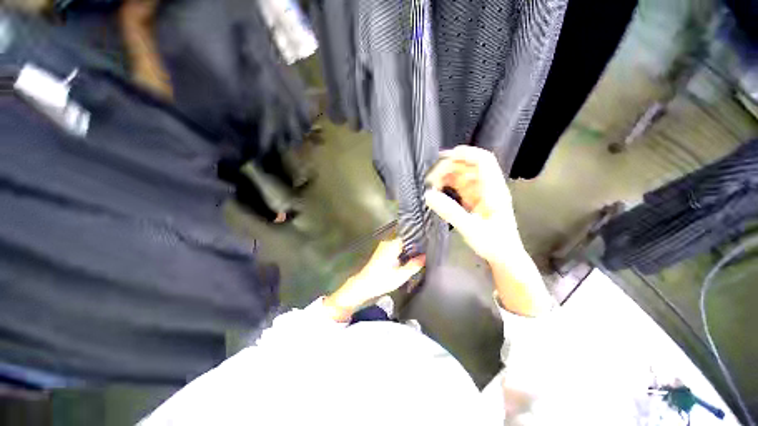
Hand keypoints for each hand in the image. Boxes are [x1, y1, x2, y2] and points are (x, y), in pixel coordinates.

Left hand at [324, 239, 424, 321]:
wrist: (363, 284)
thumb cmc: (382, 280)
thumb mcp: (401, 275)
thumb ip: (414, 265)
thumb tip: (424, 257)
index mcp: (393, 245)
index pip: (407, 235)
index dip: (417, 238)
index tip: (426, 241)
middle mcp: (387, 242)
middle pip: (404, 239)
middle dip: (413, 244)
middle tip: (424, 249)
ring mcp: (384, 246)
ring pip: (399, 243)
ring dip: (407, 248)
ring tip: (418, 253)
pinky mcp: (381, 251)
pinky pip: (395, 247)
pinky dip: (401, 251)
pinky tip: (407, 258)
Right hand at [424, 146, 520, 264]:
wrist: (504, 257)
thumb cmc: (493, 244)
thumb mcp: (470, 228)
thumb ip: (449, 211)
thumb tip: (428, 195)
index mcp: (494, 190)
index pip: (483, 160)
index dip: (465, 154)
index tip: (443, 157)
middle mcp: (489, 187)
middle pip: (469, 165)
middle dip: (450, 166)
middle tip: (431, 177)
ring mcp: (482, 193)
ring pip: (463, 175)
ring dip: (447, 175)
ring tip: (431, 183)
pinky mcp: (475, 200)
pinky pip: (460, 186)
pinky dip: (449, 185)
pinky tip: (438, 190)